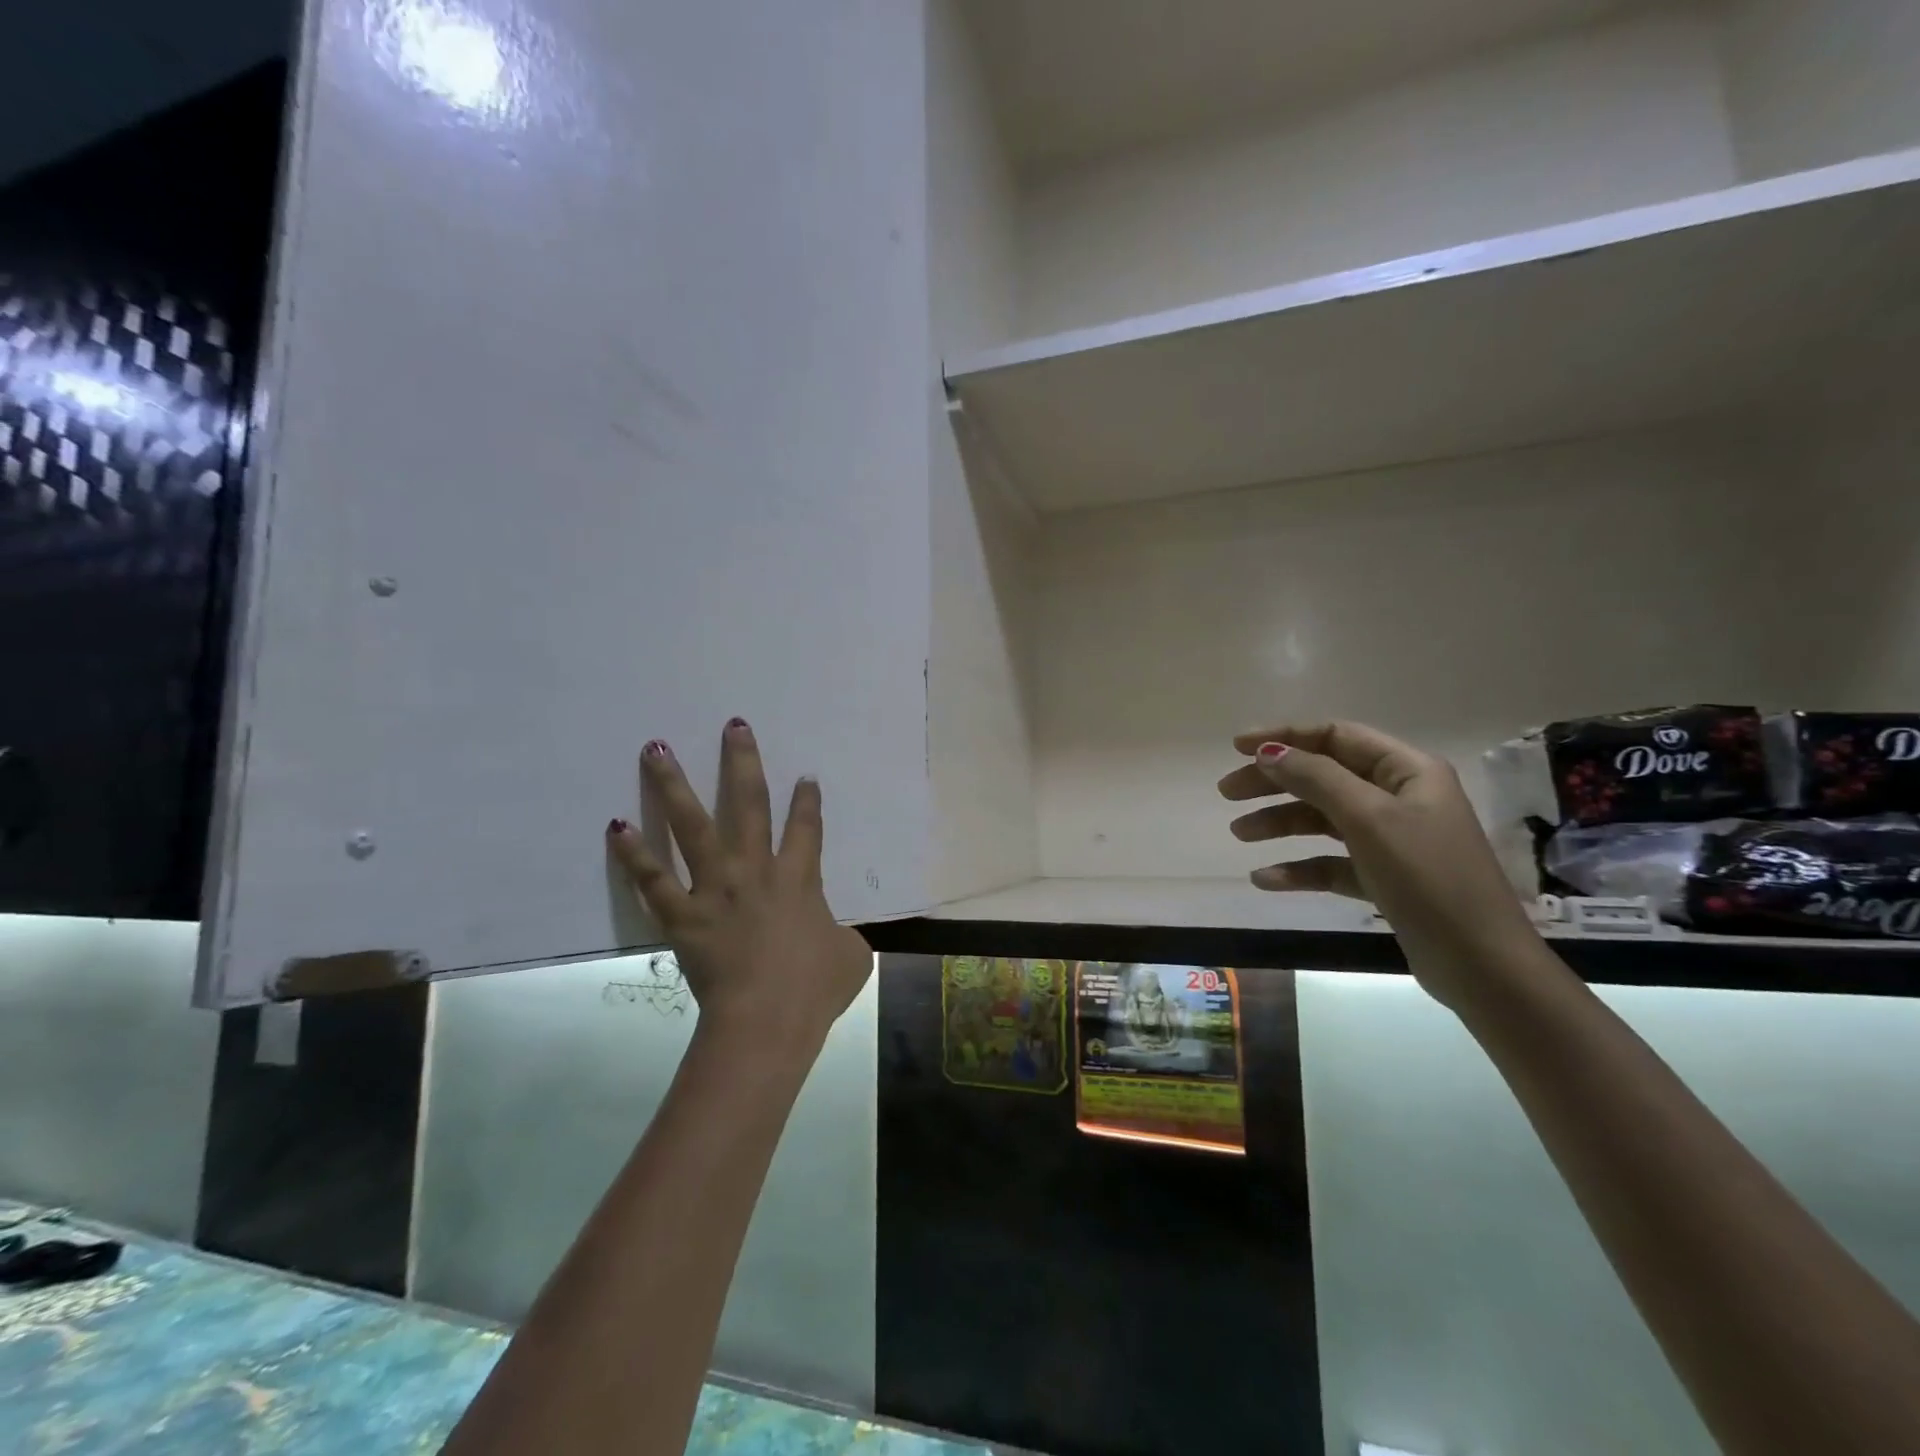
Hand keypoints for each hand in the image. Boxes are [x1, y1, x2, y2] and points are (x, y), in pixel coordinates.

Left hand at [607, 721, 872, 1053]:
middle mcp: (756, 870)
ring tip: (655, 748)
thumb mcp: (851, 958)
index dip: (808, 801)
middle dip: (743, 762)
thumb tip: (838, 936)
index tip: (805, 777)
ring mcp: (715, 888)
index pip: (807, 828)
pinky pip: (653, 879)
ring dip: (673, 785)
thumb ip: (844, 936)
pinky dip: (633, 854)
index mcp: (800, 878)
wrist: (767, 1021)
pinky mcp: (682, 915)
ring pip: (692, 825)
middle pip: (749, 804)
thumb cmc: (814, 989)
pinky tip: (615, 826)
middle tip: (733, 726)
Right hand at [1219, 720, 1547, 1008]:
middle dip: (1273, 782)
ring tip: (1239, 835)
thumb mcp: (1368, 818)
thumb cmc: (1427, 877)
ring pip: (1323, 818)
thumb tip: (1268, 751)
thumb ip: (1316, 778)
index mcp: (1406, 771)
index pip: (1336, 737)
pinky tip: (1266, 880)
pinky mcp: (1384, 877)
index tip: (1236, 747)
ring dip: (1280, 823)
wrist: (1480, 963)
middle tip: (1227, 793)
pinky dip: (1300, 867)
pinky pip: (1332, 862)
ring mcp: (1392, 839)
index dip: (1285, 737)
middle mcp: (1399, 797)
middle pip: (1323, 776)